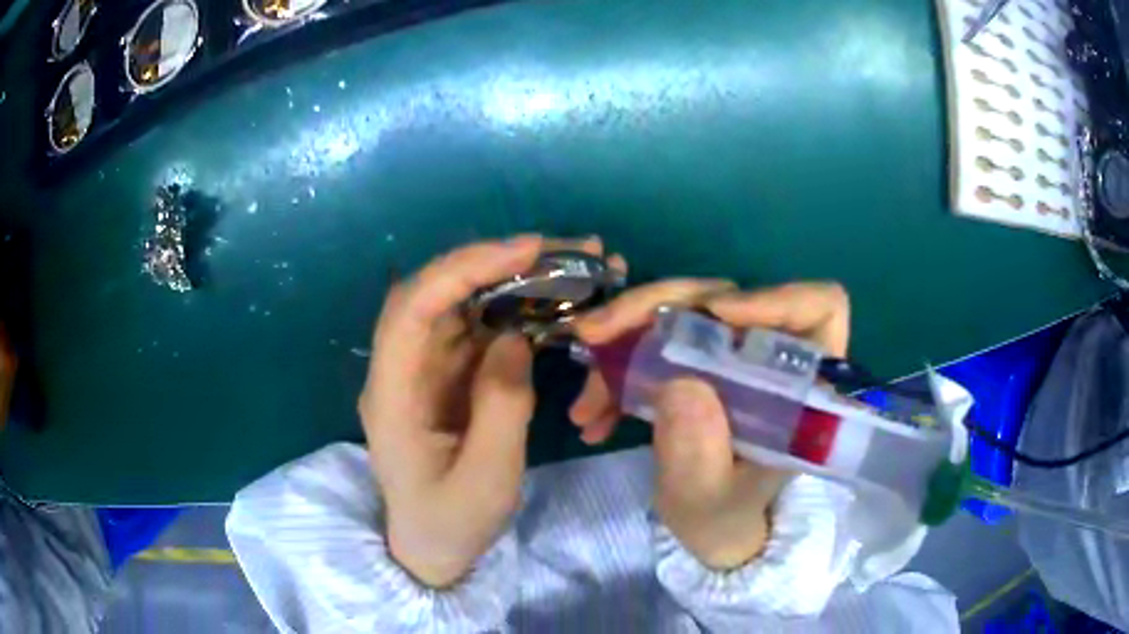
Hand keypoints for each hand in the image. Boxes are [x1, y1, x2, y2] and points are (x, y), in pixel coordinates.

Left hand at [358, 234, 620, 587]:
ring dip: (509, 281)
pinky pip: (476, 331)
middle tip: (560, 249)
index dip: (463, 269)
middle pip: (435, 294)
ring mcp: (423, 371)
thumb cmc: (452, 522)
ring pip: (459, 306)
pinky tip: (549, 303)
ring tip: (566, 266)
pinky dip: (512, 311)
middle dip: (493, 263)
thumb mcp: (487, 478)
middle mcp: (400, 369)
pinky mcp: (446, 377)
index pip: (412, 308)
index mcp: (391, 394)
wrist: (432, 548)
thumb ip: (502, 406)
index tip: (524, 251)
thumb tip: (515, 338)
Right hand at [571, 282, 850, 569]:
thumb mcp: (708, 501)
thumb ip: (697, 453)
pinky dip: (619, 369)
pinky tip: (593, 416)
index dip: (775, 298)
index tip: (717, 316)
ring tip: (584, 405)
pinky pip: (656, 342)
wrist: (712, 532)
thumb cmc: (726, 520)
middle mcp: (768, 358)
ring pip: (679, 314)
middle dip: (653, 310)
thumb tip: (676, 384)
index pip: (818, 308)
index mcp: (801, 387)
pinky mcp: (698, 364)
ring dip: (622, 344)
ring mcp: (730, 357)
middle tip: (594, 337)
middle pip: (724, 298)